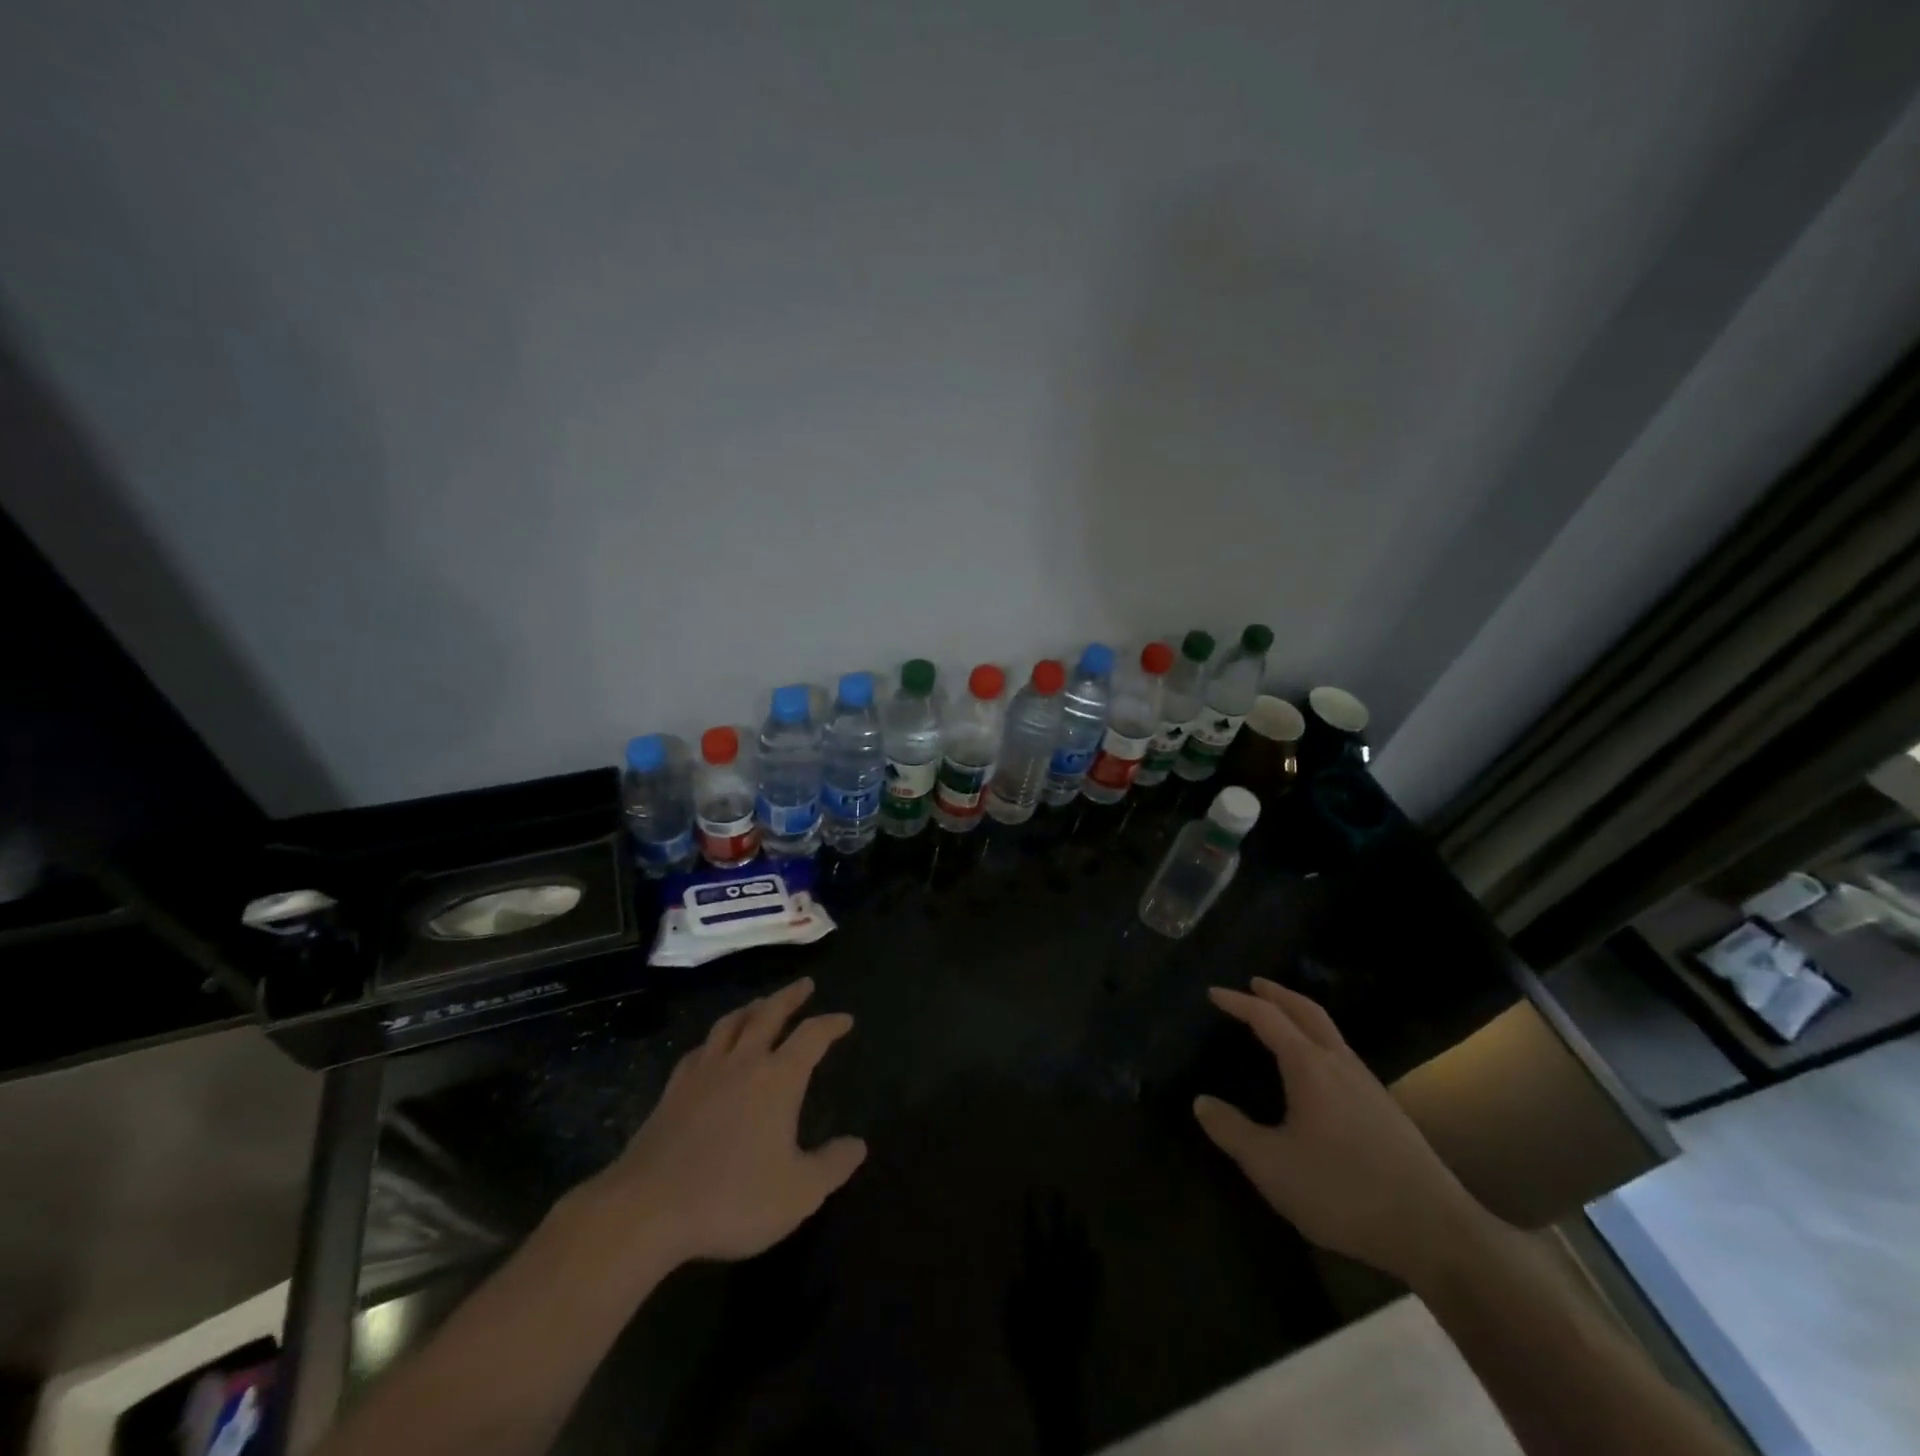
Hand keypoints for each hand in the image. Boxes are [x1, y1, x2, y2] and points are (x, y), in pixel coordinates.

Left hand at [573, 977, 866, 1271]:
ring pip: (730, 1024)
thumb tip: (858, 1144)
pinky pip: (699, 1051)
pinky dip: (713, 1040)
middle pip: (769, 1014)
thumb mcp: (799, 1193)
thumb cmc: (732, 1198)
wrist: (647, 1209)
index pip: (812, 1036)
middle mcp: (743, 1063)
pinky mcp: (672, 1091)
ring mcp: (703, 1073)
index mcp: (778, 1078)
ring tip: (760, 1003)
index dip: (831, 1024)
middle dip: (790, 997)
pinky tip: (711, 1047)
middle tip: (804, 984)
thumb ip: (832, 1166)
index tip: (845, 1019)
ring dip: (750, 1008)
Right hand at [1193, 978, 1498, 1284]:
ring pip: (1330, 1032)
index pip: (1267, 1018)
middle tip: (1254, 984)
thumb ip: (1232, 1131)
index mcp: (1310, 1066)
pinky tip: (1316, 1071)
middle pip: (1307, 1011)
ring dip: (1301, 1015)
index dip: (1238, 1002)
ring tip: (1281, 1020)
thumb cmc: (1344, 1191)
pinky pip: (1342, 1055)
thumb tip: (1201, 1102)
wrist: (1436, 1233)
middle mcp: (1340, 1063)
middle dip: (1278, 994)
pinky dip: (1319, 1041)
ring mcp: (1368, 1085)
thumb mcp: (1272, 1166)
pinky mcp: (1386, 1111)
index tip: (1213, 993)